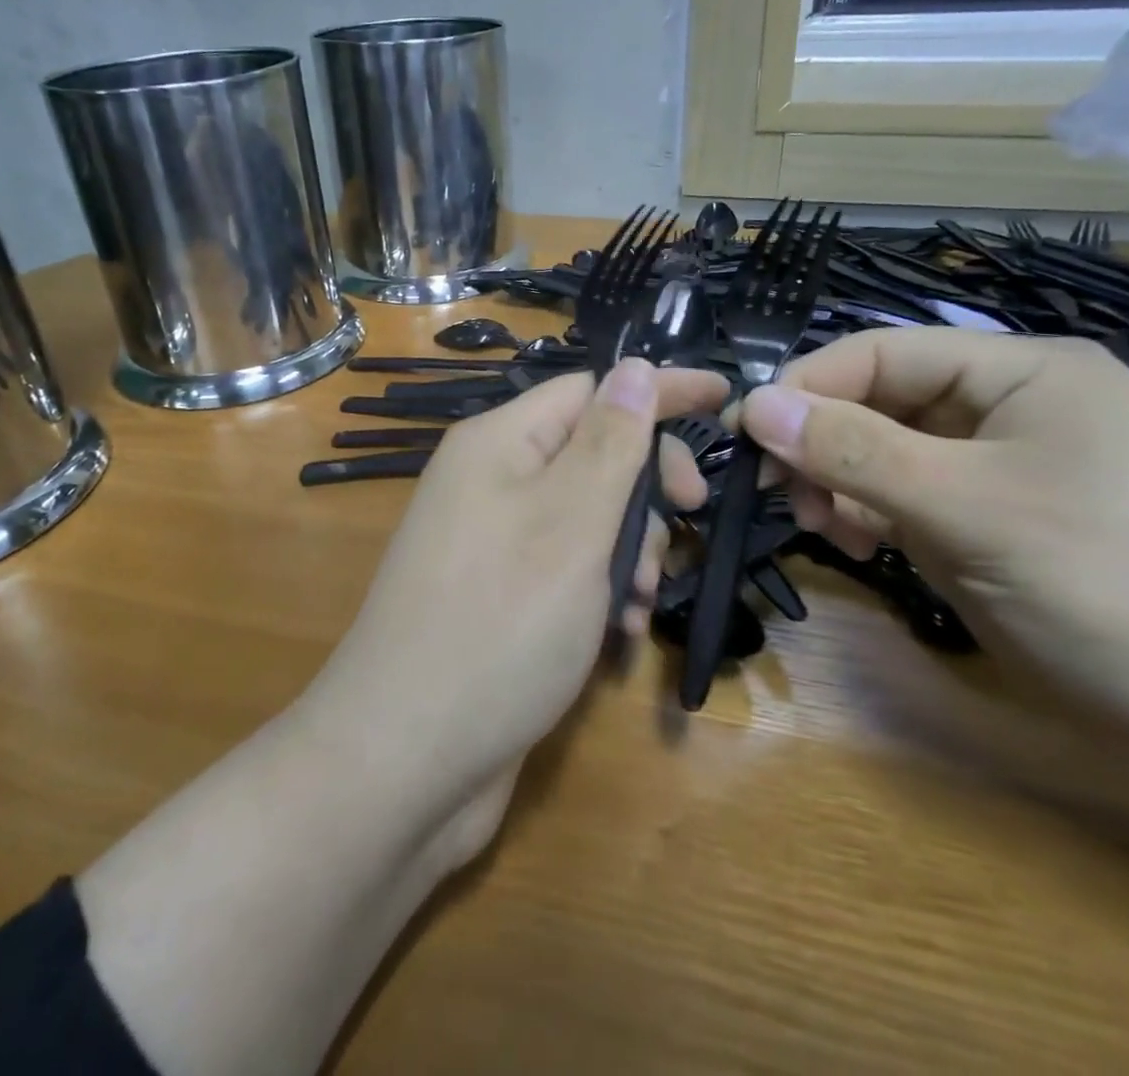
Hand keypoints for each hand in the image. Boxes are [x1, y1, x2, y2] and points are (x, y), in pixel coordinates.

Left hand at [305, 358, 727, 861]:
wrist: (404, 762)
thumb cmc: (499, 625)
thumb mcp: (570, 523)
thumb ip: (610, 443)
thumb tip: (635, 367)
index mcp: (497, 443)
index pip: (592, 390)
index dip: (657, 391)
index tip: (725, 397)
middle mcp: (489, 482)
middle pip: (592, 452)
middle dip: (645, 487)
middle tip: (685, 521)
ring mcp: (491, 542)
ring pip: (587, 515)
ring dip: (629, 547)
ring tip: (639, 599)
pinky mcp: (498, 597)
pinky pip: (566, 567)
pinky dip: (601, 588)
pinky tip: (620, 630)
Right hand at [737, 328, 1128, 749]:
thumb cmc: (1113, 587)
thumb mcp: (970, 510)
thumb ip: (855, 452)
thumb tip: (754, 406)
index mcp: (1020, 371)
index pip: (881, 353)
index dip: (808, 387)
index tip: (746, 436)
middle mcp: (1006, 407)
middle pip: (880, 403)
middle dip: (823, 445)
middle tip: (781, 496)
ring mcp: (1000, 468)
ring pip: (886, 454)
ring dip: (841, 484)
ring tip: (820, 527)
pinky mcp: (994, 521)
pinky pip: (908, 498)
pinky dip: (872, 517)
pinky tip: (860, 547)